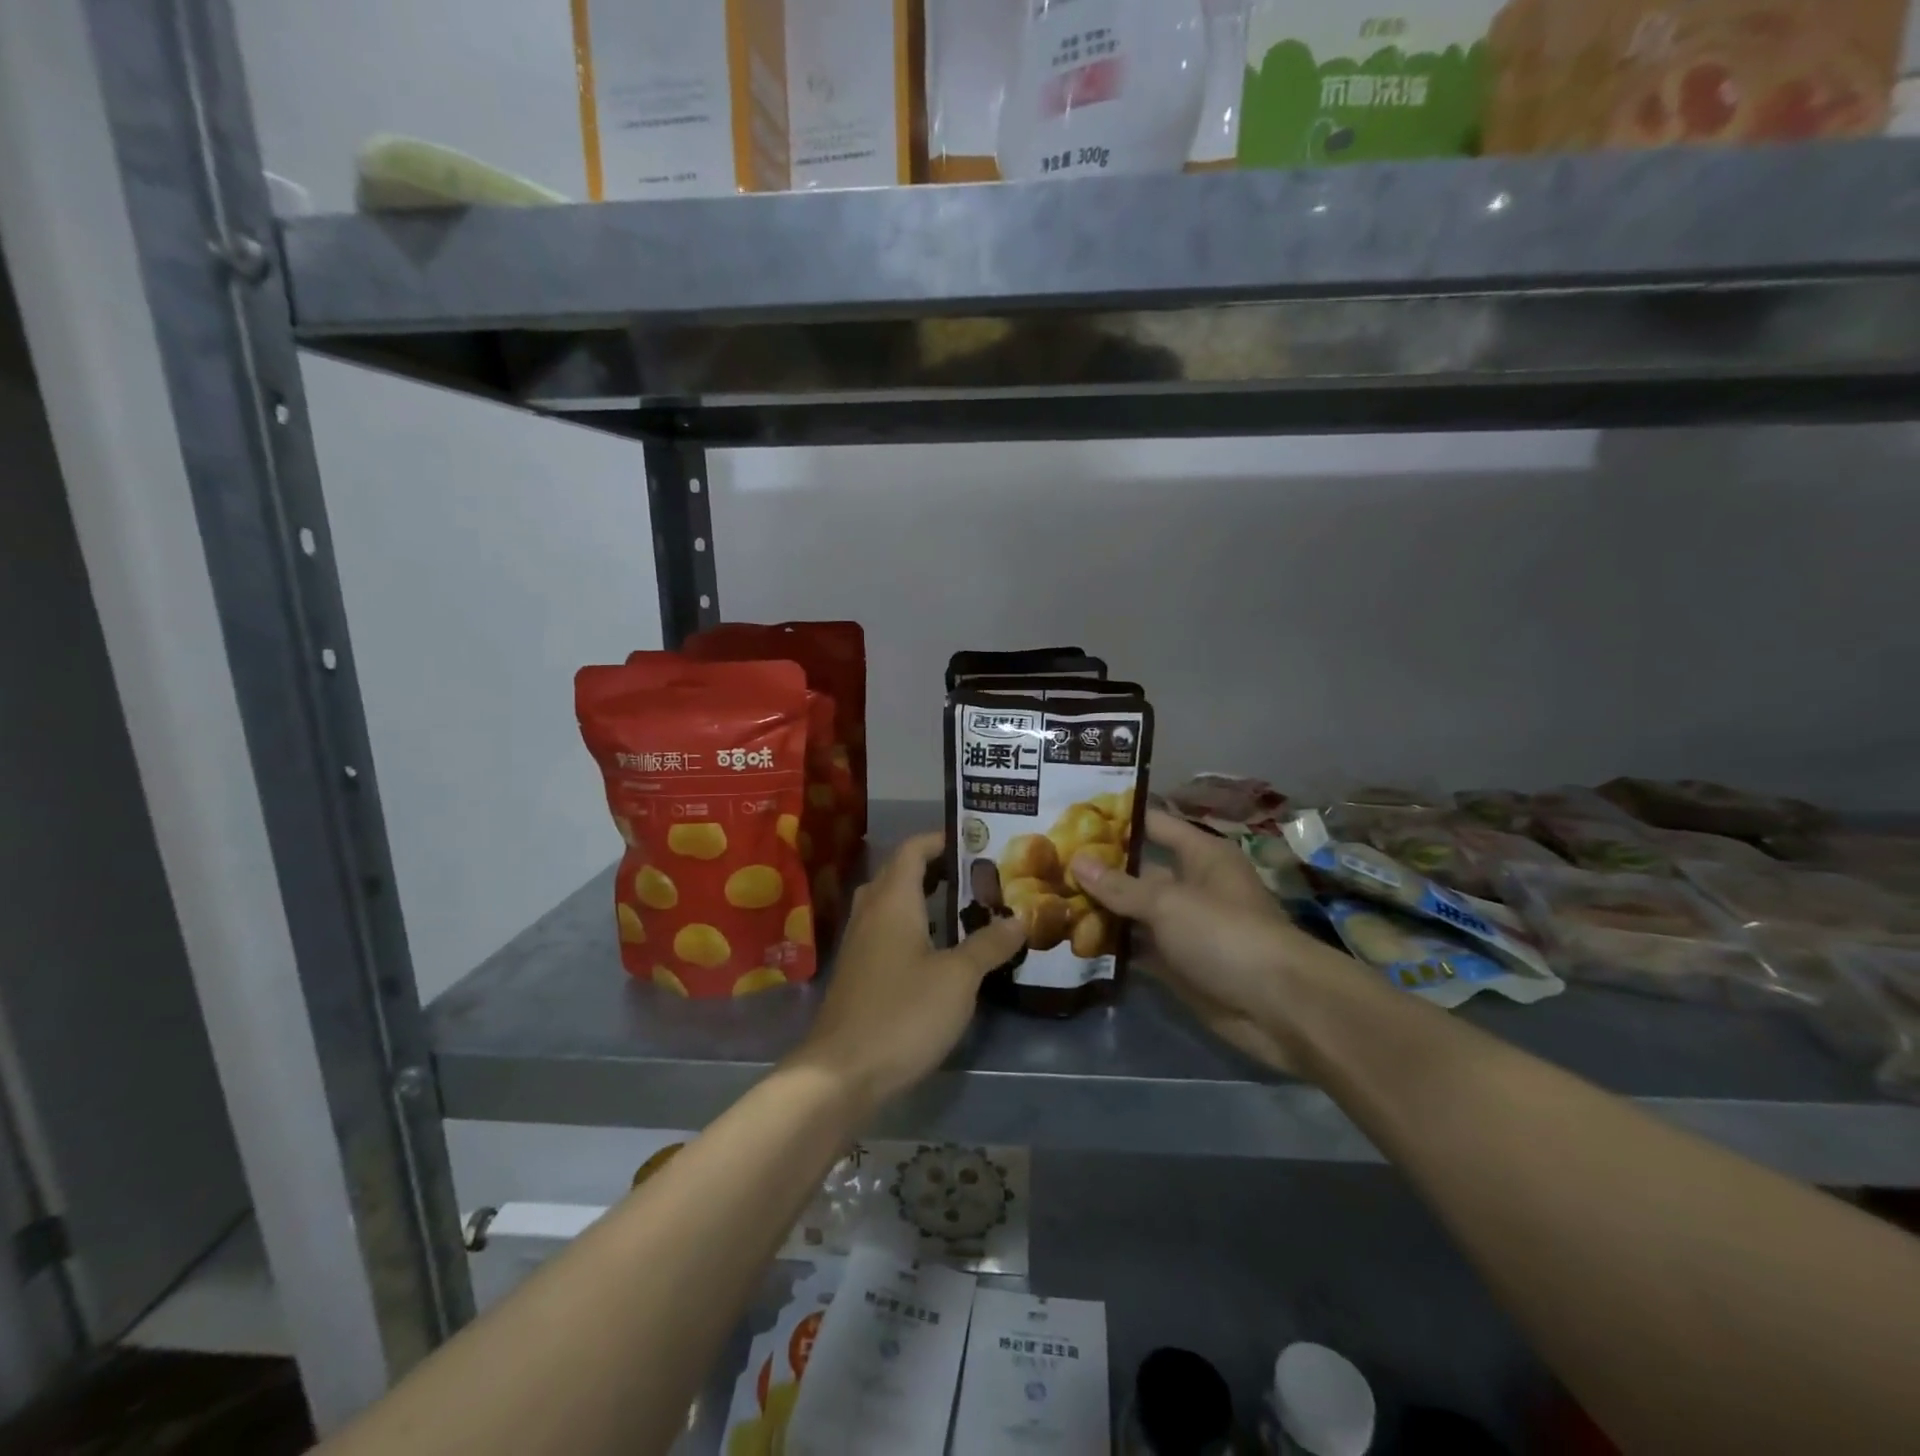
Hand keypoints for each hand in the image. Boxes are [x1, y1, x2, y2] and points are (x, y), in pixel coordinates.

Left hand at [789, 831, 1024, 1112]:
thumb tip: (1019, 919)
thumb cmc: (903, 1013)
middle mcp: (871, 912)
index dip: (942, 839)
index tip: (977, 842)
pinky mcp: (858, 972)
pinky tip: (940, 951)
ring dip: (925, 899)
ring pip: (892, 904)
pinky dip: (914, 927)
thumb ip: (989, 944)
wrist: (842, 1072)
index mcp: (893, 900)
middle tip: (979, 877)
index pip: (913, 849)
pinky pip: (887, 931)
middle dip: (938, 868)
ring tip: (966, 909)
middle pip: (901, 872)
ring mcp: (859, 943)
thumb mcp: (958, 978)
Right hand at [1071, 809, 1338, 1075]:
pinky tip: (1070, 942)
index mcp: (1200, 856)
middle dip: (1097, 869)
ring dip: (1099, 911)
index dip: (1116, 819)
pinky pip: (1138, 950)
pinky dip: (1111, 948)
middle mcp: (1192, 886)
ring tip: (1046, 900)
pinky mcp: (1178, 966)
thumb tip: (1076, 861)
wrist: (1279, 1008)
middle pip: (1138, 871)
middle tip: (1046, 862)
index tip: (1070, 814)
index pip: (1153, 825)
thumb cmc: (1226, 934)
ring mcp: (1184, 928)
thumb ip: (1120, 886)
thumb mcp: (1168, 903)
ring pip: (1134, 913)